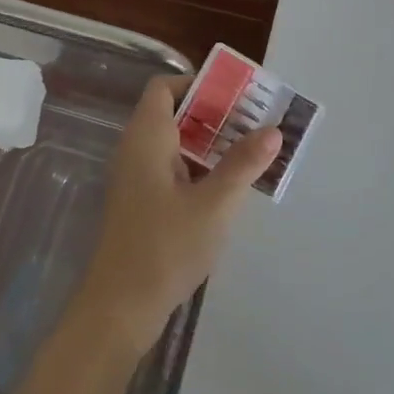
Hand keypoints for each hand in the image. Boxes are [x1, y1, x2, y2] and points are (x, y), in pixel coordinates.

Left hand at [71, 76, 280, 354]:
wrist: (120, 309)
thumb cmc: (165, 247)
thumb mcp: (214, 204)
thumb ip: (243, 164)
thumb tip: (273, 129)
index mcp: (147, 137)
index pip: (165, 87)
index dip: (198, 84)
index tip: (235, 96)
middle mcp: (136, 150)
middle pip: (174, 113)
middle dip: (215, 114)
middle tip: (255, 122)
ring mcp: (137, 178)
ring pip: (176, 144)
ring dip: (211, 143)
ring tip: (252, 151)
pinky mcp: (142, 204)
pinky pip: (172, 169)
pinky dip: (199, 168)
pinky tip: (229, 187)